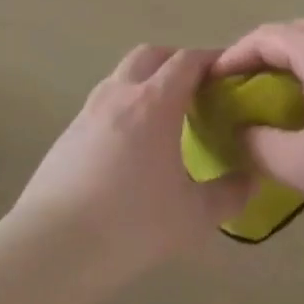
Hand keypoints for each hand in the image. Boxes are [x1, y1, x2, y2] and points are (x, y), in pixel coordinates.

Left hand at [8, 45, 252, 287]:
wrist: (52, 247)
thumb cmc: (132, 225)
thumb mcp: (194, 217)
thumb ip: (229, 194)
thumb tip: (251, 179)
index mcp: (154, 103)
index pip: (187, 61)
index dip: (212, 60)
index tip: (229, 73)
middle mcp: (118, 95)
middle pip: (149, 55)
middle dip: (176, 62)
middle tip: (197, 89)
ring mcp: (87, 113)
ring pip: (120, 77)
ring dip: (146, 83)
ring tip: (164, 118)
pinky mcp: (66, 136)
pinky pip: (102, 106)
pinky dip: (123, 109)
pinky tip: (130, 148)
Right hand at [215, 19, 303, 232]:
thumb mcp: (303, 165)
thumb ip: (259, 145)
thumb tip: (237, 133)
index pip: (266, 37)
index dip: (233, 55)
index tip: (212, 80)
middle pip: (295, 34)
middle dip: (262, 56)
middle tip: (240, 87)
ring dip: (294, 65)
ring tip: (275, 99)